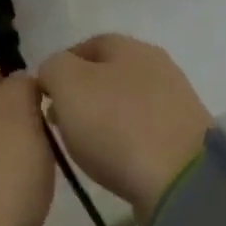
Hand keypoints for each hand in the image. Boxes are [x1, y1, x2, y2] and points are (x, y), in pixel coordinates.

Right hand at [35, 34, 211, 219]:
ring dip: (101, 119)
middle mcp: (157, 67)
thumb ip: (53, 68)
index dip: (60, 67)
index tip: (42, 96)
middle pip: (108, 75)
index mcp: (130, 47)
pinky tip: (113, 159)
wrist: (180, 180)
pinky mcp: (183, 137)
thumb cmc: (116, 126)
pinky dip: (123, 140)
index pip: (87, 45)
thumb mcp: (68, 85)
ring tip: (82, 146)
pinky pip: (142, 130)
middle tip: (58, 123)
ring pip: (124, 103)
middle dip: (80, 95)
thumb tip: (54, 73)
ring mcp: (175, 102)